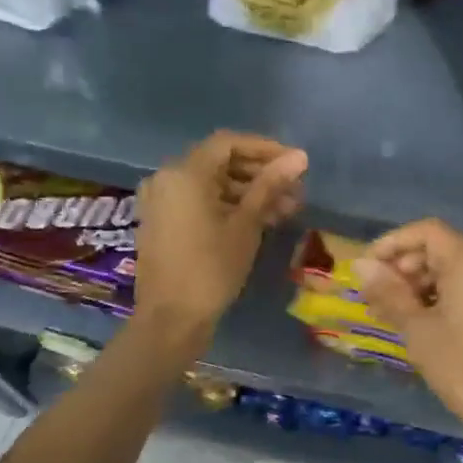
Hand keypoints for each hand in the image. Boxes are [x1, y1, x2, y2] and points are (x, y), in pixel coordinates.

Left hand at [134, 132, 306, 331]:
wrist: (171, 319)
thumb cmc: (212, 268)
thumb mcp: (247, 224)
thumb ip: (270, 185)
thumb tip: (299, 157)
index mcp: (184, 173)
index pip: (228, 143)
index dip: (265, 148)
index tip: (295, 163)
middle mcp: (167, 178)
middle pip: (220, 162)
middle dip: (260, 173)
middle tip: (294, 190)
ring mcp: (162, 201)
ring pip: (212, 184)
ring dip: (249, 192)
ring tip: (286, 209)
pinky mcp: (164, 221)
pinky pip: (200, 201)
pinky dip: (229, 205)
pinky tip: (261, 220)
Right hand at [354, 219, 462, 431]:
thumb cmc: (460, 364)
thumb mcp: (417, 328)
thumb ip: (388, 291)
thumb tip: (360, 264)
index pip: (427, 231)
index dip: (393, 243)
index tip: (368, 266)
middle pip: (438, 248)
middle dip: (403, 265)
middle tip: (375, 294)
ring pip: (450, 268)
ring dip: (417, 282)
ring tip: (389, 310)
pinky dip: (438, 294)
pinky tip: (415, 318)